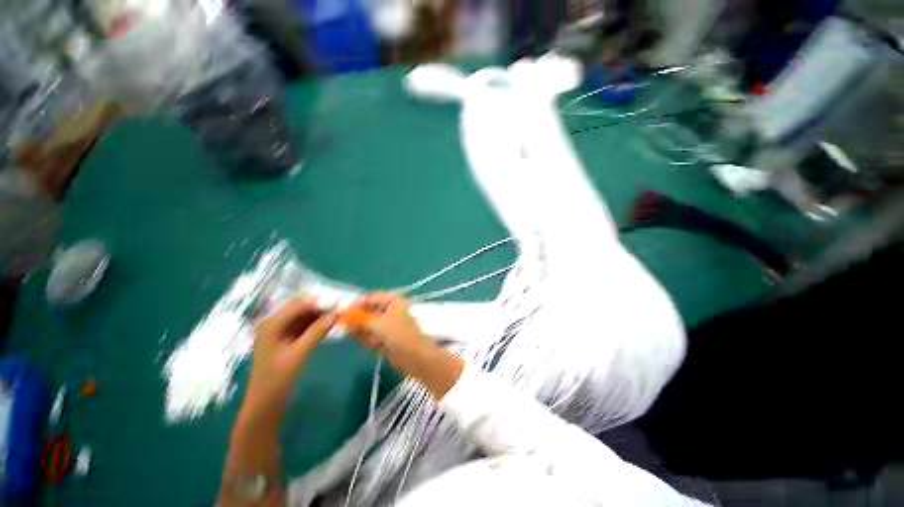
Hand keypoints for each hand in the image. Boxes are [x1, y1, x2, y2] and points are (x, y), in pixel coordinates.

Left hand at [241, 298, 335, 424]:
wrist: (266, 404)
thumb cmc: (277, 380)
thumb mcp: (299, 355)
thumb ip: (317, 332)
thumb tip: (335, 314)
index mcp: (271, 324)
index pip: (299, 304)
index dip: (319, 302)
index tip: (339, 302)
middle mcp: (274, 323)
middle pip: (301, 307)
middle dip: (321, 306)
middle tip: (342, 307)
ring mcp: (281, 331)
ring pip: (304, 316)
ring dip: (321, 314)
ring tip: (339, 314)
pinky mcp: (287, 339)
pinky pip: (305, 325)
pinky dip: (317, 323)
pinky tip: (330, 323)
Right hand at [351, 293, 430, 358]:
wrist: (415, 357)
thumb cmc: (399, 335)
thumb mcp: (377, 324)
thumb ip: (359, 319)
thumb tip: (343, 315)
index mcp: (392, 300)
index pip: (369, 298)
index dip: (355, 305)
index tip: (342, 315)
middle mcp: (390, 309)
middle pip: (367, 312)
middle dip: (359, 321)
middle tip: (350, 330)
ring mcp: (388, 324)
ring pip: (367, 325)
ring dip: (365, 333)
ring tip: (372, 340)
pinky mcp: (386, 337)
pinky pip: (371, 335)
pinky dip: (370, 340)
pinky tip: (376, 346)